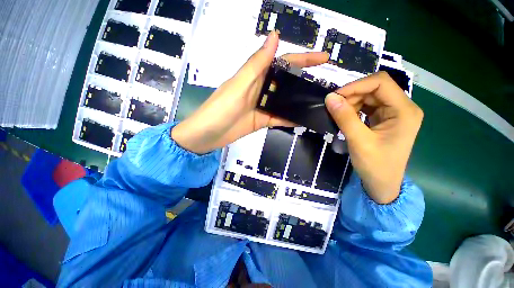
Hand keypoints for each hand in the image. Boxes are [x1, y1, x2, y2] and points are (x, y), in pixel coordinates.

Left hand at [172, 31, 328, 153]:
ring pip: (284, 101)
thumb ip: (257, 64)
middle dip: (305, 81)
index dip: (304, 58)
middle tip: (325, 85)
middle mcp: (261, 89)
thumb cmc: (220, 109)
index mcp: (256, 76)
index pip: (283, 62)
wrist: (208, 135)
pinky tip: (303, 120)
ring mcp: (262, 106)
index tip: (324, 58)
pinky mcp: (262, 121)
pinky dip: (290, 119)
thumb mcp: (239, 85)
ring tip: (318, 102)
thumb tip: (274, 36)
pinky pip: (279, 118)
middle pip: (287, 82)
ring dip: (299, 101)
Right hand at [325, 72, 423, 203]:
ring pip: (369, 96)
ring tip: (338, 114)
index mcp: (404, 111)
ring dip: (351, 102)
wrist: (382, 184)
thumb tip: (329, 98)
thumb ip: (344, 118)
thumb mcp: (359, 141)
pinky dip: (353, 108)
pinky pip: (367, 106)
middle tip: (334, 107)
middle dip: (352, 95)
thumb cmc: (375, 165)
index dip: (356, 85)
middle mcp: (402, 107)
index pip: (381, 83)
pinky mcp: (384, 119)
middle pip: (375, 88)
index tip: (335, 96)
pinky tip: (345, 116)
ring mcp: (394, 113)